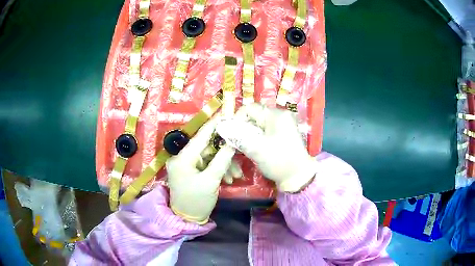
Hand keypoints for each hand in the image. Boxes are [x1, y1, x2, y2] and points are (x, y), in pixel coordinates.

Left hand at [166, 117, 234, 223]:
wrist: (187, 219)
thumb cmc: (197, 201)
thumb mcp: (211, 180)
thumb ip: (222, 160)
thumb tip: (232, 142)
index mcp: (182, 158)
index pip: (200, 136)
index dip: (214, 125)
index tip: (226, 115)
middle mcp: (181, 158)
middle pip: (206, 148)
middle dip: (224, 153)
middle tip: (239, 155)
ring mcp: (186, 165)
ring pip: (209, 157)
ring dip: (223, 164)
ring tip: (236, 175)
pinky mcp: (190, 171)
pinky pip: (206, 165)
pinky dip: (217, 170)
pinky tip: (228, 179)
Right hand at [216, 104, 316, 192]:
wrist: (298, 178)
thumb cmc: (279, 161)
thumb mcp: (257, 148)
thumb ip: (238, 136)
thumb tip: (223, 127)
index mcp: (276, 115)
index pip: (250, 108)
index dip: (237, 119)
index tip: (231, 133)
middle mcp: (280, 116)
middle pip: (254, 116)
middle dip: (243, 128)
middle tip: (237, 142)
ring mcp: (282, 125)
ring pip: (258, 125)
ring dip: (248, 134)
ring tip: (245, 147)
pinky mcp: (282, 135)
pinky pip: (264, 131)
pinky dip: (256, 138)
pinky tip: (254, 148)